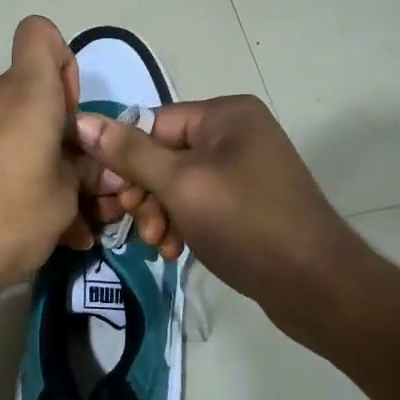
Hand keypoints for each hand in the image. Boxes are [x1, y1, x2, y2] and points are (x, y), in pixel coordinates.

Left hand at [0, 16, 93, 320]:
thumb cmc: (3, 217)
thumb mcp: (63, 201)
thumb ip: (85, 175)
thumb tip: (104, 169)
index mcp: (24, 93)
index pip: (40, 33)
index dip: (63, 62)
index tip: (71, 113)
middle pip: (33, 96)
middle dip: (61, 136)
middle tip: (81, 189)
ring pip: (14, 133)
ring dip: (40, 167)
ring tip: (62, 224)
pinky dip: (11, 179)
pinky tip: (26, 229)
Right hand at [73, 95, 362, 330]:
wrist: (316, 285)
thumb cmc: (245, 223)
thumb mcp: (181, 185)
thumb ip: (130, 153)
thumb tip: (83, 120)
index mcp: (226, 115)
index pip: (155, 124)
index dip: (129, 161)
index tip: (115, 199)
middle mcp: (237, 133)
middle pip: (165, 154)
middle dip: (147, 193)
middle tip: (140, 226)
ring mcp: (245, 169)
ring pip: (179, 183)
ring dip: (161, 213)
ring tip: (161, 245)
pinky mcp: (248, 202)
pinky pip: (201, 202)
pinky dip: (183, 223)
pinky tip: (177, 250)